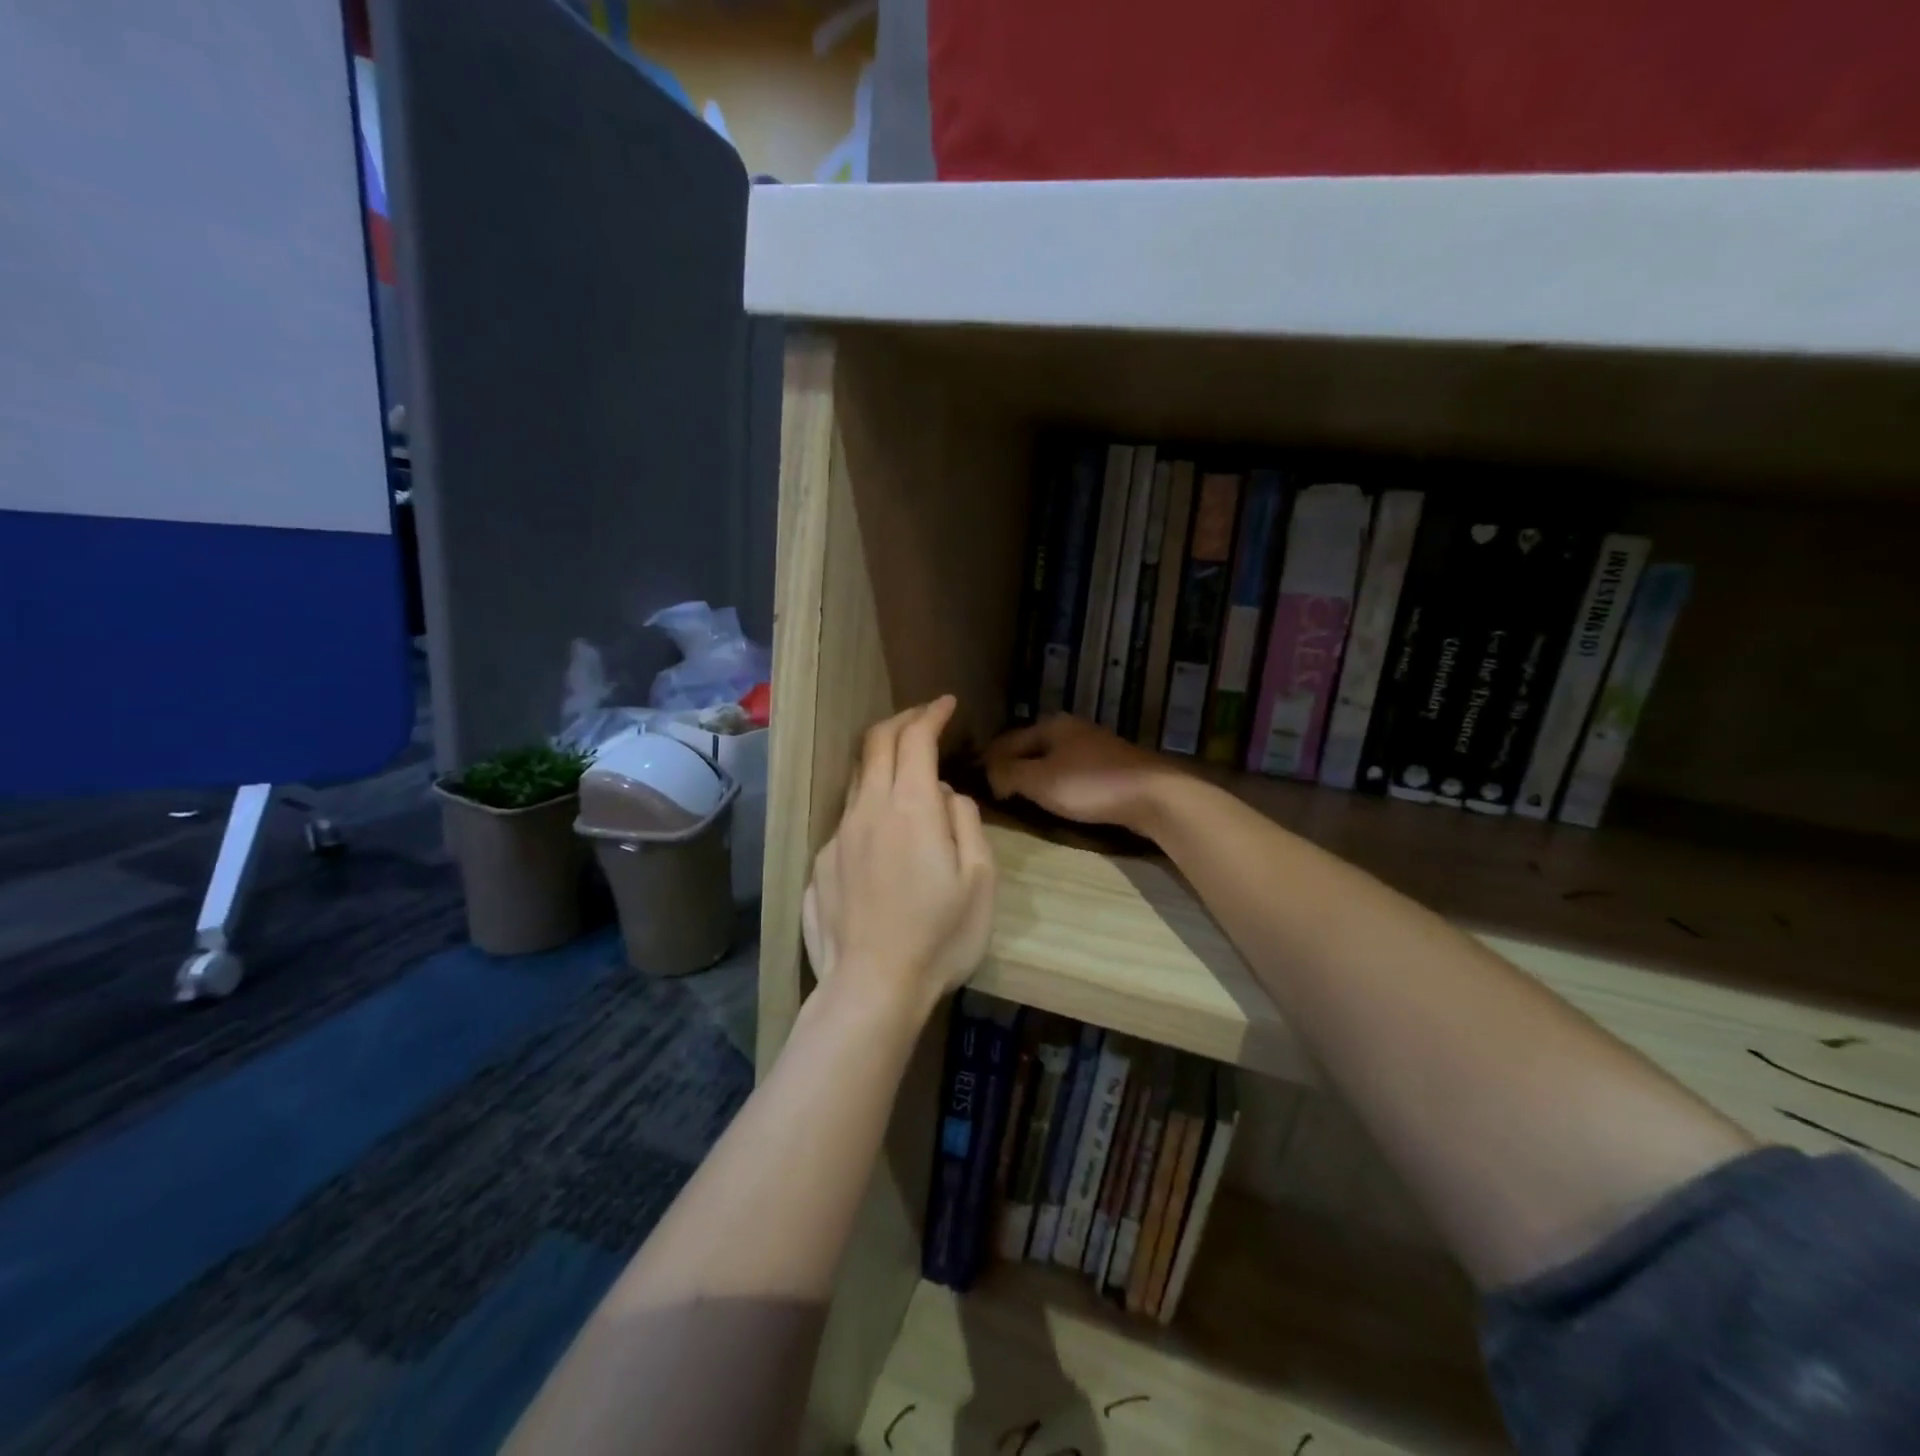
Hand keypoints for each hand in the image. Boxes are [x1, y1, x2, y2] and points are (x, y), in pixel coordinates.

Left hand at [802, 697, 995, 1022]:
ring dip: (880, 757)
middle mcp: (868, 809)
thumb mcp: (979, 880)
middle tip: (924, 718)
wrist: (872, 988)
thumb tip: (944, 794)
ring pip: (857, 777)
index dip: (930, 713)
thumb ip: (964, 822)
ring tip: (903, 763)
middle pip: (876, 743)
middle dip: (902, 721)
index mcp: (910, 807)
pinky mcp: (821, 863)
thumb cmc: (940, 937)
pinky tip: (882, 827)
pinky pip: (848, 816)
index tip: (946, 703)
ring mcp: (838, 836)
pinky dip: (869, 801)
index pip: (914, 738)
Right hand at [983, 714, 1181, 834]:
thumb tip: (989, 773)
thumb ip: (1008, 774)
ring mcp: (1093, 745)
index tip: (980, 788)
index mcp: (1050, 725)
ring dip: (1034, 775)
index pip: (1006, 741)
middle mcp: (1070, 728)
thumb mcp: (1039, 781)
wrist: (1152, 794)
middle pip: (1029, 747)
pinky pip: (1070, 770)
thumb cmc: (1090, 785)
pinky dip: (1056, 781)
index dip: (990, 763)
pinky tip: (1056, 797)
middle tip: (998, 793)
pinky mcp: (1109, 764)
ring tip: (1023, 797)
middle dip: (1012, 767)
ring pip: (1051, 758)